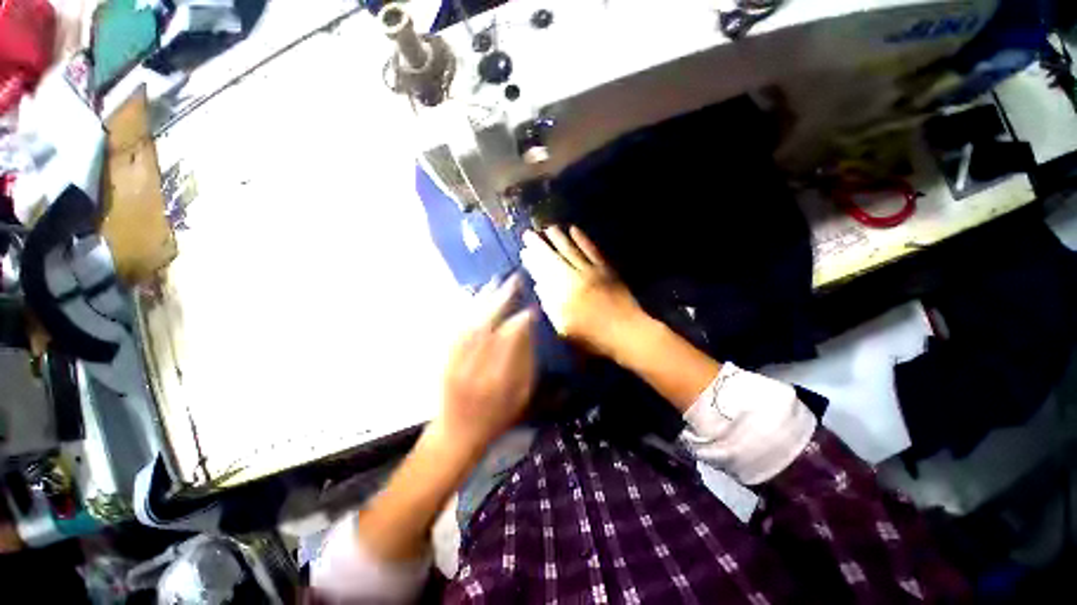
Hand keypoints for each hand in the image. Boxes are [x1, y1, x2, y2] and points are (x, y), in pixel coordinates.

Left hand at [435, 274, 536, 454]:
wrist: (456, 433)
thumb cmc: (496, 417)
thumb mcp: (521, 396)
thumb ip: (525, 362)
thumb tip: (527, 330)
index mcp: (498, 379)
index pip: (509, 341)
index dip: (520, 321)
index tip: (531, 306)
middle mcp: (474, 366)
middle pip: (488, 325)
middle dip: (501, 300)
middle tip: (513, 280)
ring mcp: (456, 360)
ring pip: (470, 323)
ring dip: (483, 300)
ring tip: (495, 282)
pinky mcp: (445, 356)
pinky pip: (455, 327)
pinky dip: (465, 309)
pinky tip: (472, 295)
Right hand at [521, 226, 646, 359]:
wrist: (625, 332)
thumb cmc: (592, 336)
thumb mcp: (564, 327)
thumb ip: (550, 305)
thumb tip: (539, 285)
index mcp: (562, 294)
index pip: (543, 272)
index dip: (532, 261)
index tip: (524, 251)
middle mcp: (574, 277)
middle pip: (553, 258)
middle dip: (539, 245)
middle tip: (529, 233)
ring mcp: (591, 271)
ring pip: (571, 250)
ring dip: (558, 238)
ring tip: (548, 228)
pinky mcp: (606, 268)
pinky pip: (591, 250)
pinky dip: (582, 239)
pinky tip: (574, 229)